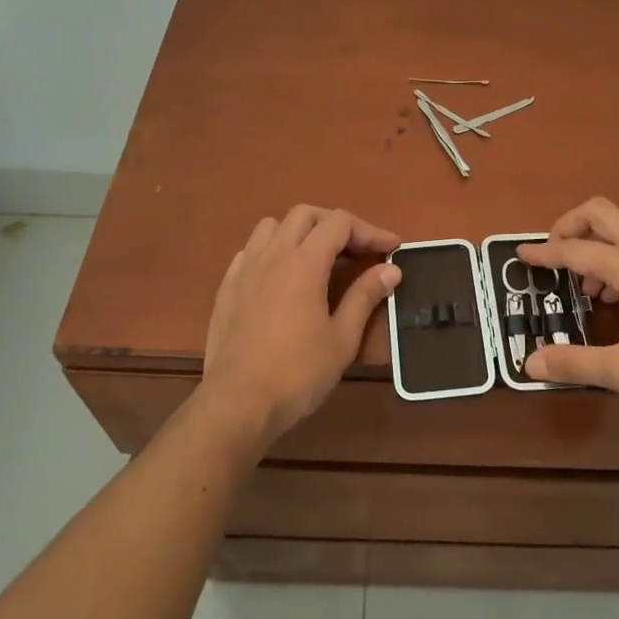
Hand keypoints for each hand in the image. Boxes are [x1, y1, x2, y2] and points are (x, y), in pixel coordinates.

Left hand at [197, 205, 401, 447]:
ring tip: (316, 258)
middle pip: (305, 214)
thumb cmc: (298, 373)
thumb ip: (365, 297)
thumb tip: (390, 270)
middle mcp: (273, 255)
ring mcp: (244, 269)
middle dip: (335, 225)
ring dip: (299, 232)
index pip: (340, 223)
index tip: (391, 249)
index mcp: (304, 263)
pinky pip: (250, 251)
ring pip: (272, 226)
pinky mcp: (226, 288)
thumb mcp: (342, 339)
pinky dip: (272, 251)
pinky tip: (281, 277)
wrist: (237, 403)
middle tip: (357, 251)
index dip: (370, 231)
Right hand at [517, 197, 618, 412]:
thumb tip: (530, 363)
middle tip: (554, 257)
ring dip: (593, 244)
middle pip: (599, 212)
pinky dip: (614, 257)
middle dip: (569, 225)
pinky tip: (617, 300)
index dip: (543, 253)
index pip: (574, 249)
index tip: (520, 256)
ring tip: (586, 290)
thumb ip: (576, 364)